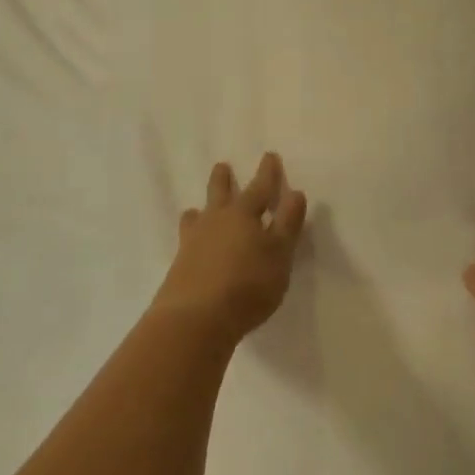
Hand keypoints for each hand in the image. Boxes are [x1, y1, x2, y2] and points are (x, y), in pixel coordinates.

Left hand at [154, 154, 308, 344]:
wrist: (195, 318)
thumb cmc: (248, 284)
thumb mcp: (279, 254)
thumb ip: (287, 224)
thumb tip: (295, 192)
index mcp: (243, 215)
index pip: (260, 188)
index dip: (268, 173)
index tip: (269, 156)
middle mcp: (216, 221)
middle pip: (219, 193)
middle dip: (223, 179)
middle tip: (222, 166)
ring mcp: (193, 242)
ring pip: (197, 216)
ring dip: (201, 209)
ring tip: (197, 208)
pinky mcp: (179, 265)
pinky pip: (187, 240)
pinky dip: (192, 236)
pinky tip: (191, 246)